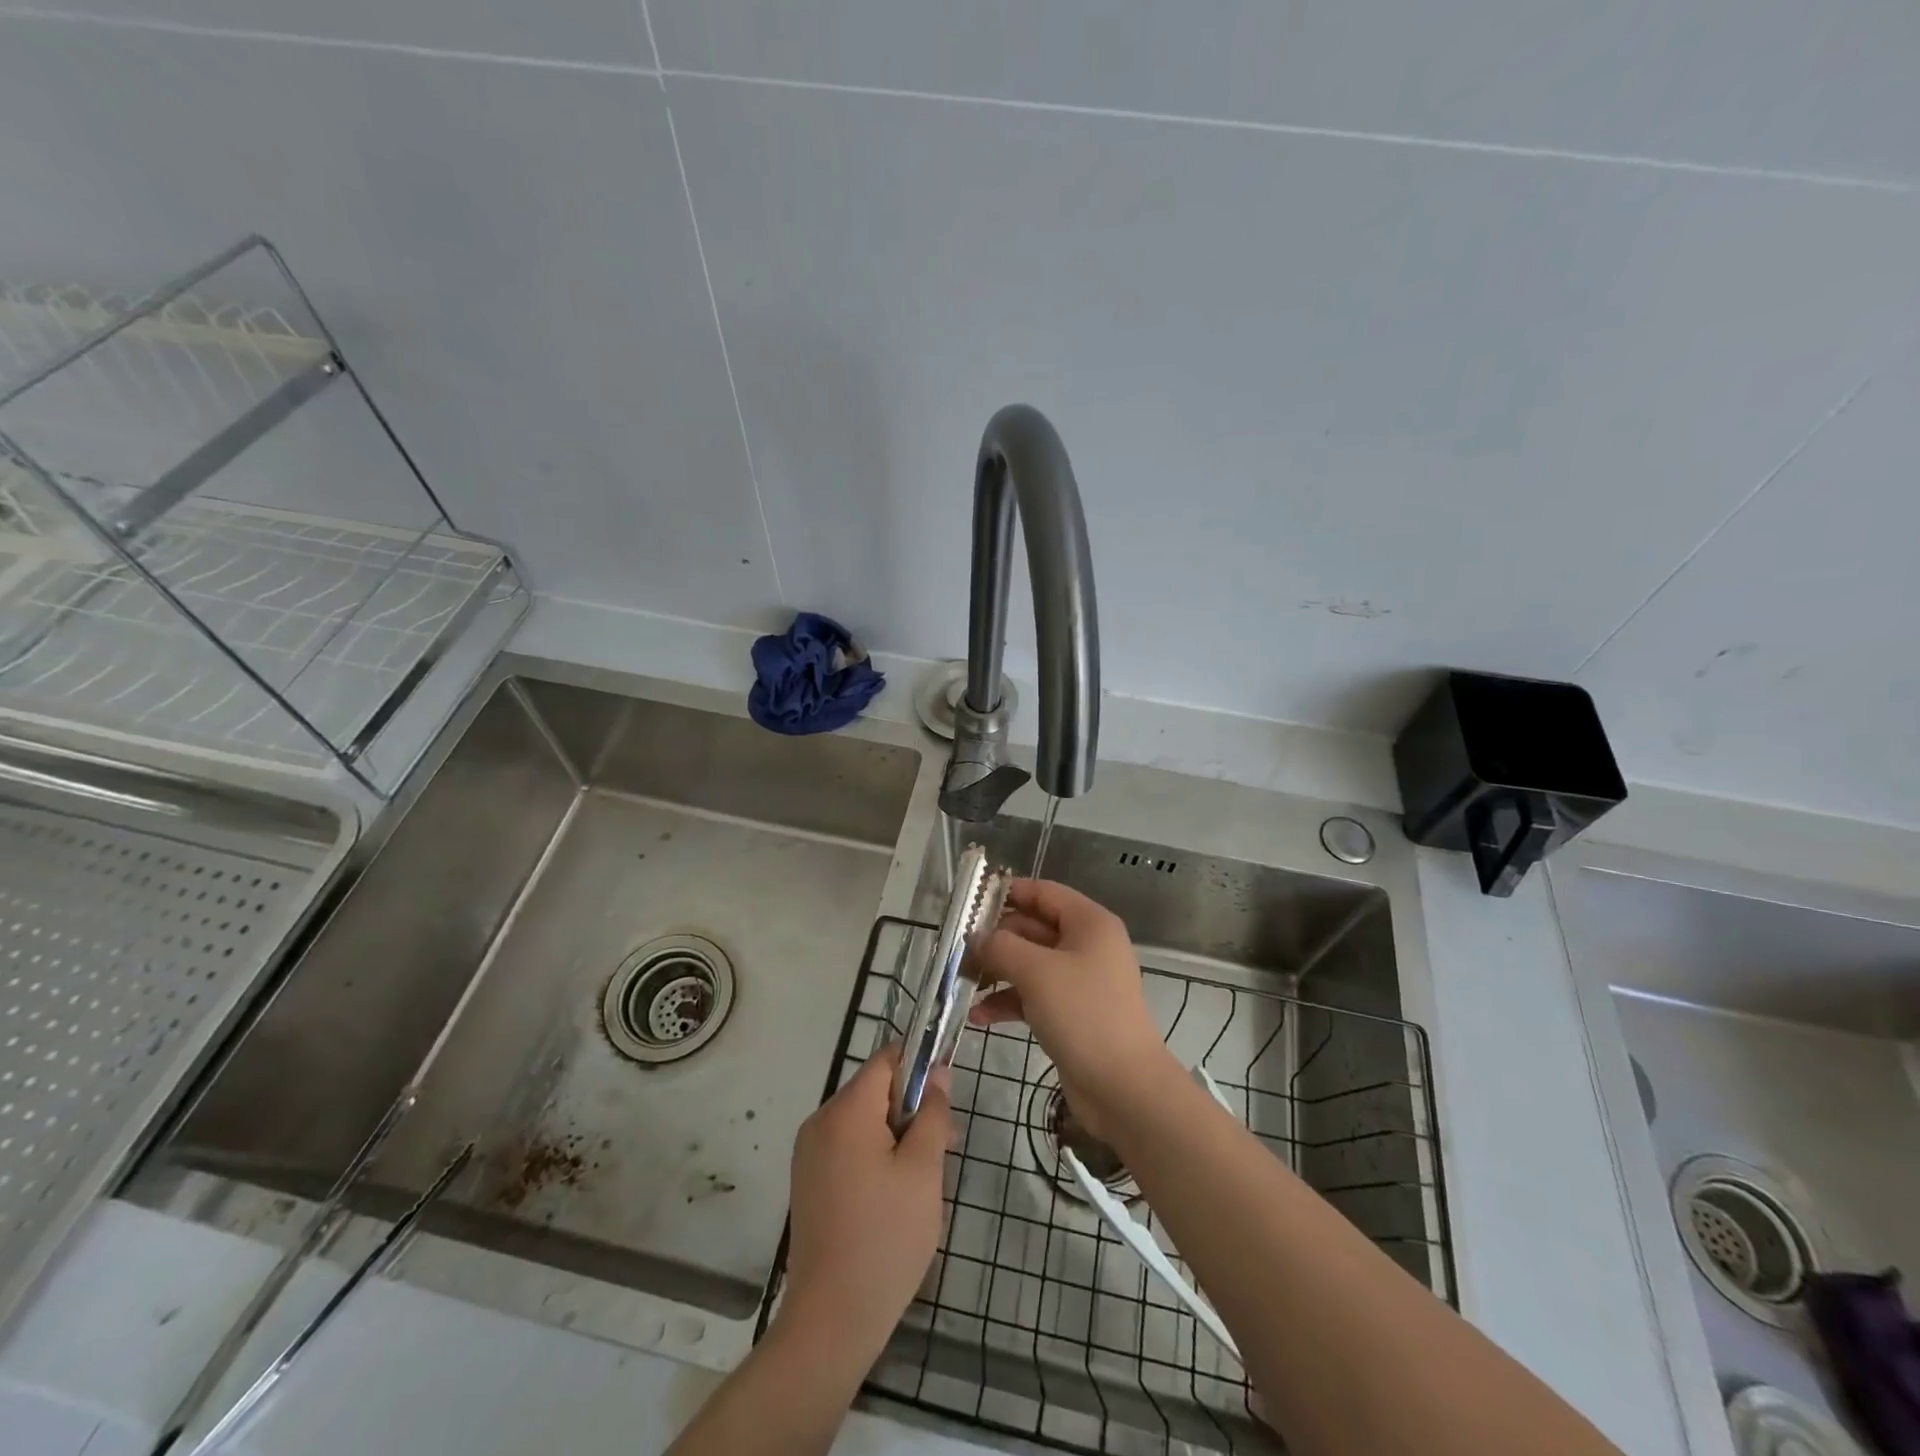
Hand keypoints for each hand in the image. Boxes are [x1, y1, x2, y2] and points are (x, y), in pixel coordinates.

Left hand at [778, 1045, 950, 1362]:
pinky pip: (848, 1147)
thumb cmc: (886, 1238)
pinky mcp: (808, 1182)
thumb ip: (933, 1114)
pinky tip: (895, 1197)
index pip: (887, 1060)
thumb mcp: (924, 1170)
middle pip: (874, 1091)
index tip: (946, 1100)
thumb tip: (938, 1073)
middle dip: (912, 1109)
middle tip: (945, 1148)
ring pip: (863, 1122)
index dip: (921, 1067)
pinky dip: (875, 1156)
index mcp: (845, 1111)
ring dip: (896, 1136)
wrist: (830, 1321)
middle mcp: (820, 1122)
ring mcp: (809, 1154)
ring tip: (924, 1180)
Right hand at [970, 878, 1180, 1144]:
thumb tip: (976, 937)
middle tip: (958, 950)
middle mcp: (1087, 945)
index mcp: (1089, 923)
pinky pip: (1033, 995)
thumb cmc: (1083, 1014)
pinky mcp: (1071, 1013)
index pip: (1043, 892)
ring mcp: (1080, 981)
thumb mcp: (1036, 972)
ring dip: (997, 971)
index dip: (1008, 893)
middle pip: (1033, 928)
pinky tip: (979, 1016)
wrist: (1124, 1087)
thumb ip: (1001, 947)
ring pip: (1030, 963)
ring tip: (962, 982)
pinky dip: (1008, 1001)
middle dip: (996, 939)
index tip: (970, 902)